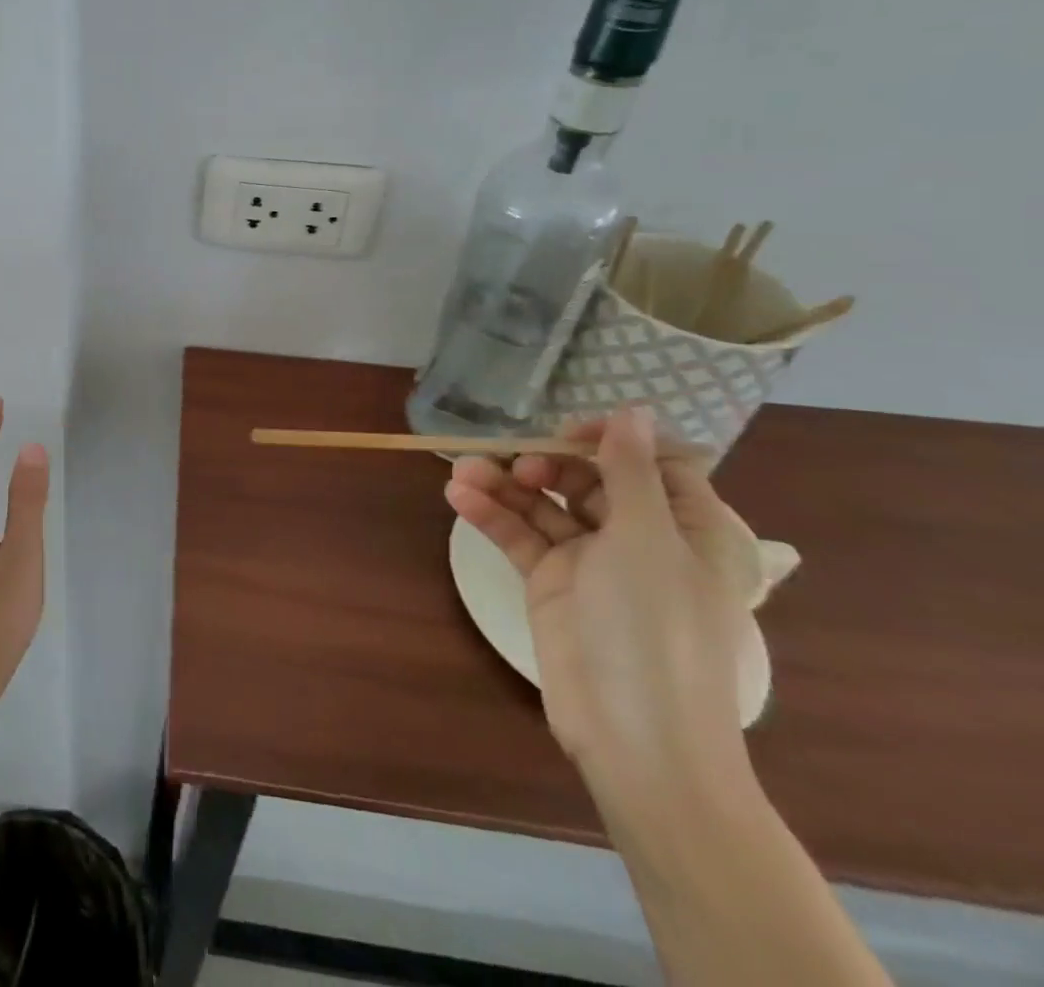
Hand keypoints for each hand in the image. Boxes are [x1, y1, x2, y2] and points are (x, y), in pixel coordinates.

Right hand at [443, 409, 754, 811]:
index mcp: (687, 528)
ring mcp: (592, 562)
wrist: (635, 737)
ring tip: (461, 472)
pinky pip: (520, 537)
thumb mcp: (646, 539)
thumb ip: (630, 472)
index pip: (652, 464)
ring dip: (504, 486)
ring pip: (544, 506)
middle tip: (513, 463)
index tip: (566, 432)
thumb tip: (635, 410)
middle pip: (588, 480)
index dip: (611, 442)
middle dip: (544, 462)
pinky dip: (491, 516)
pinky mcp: (552, 584)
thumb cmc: (656, 629)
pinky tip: (459, 497)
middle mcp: (641, 539)